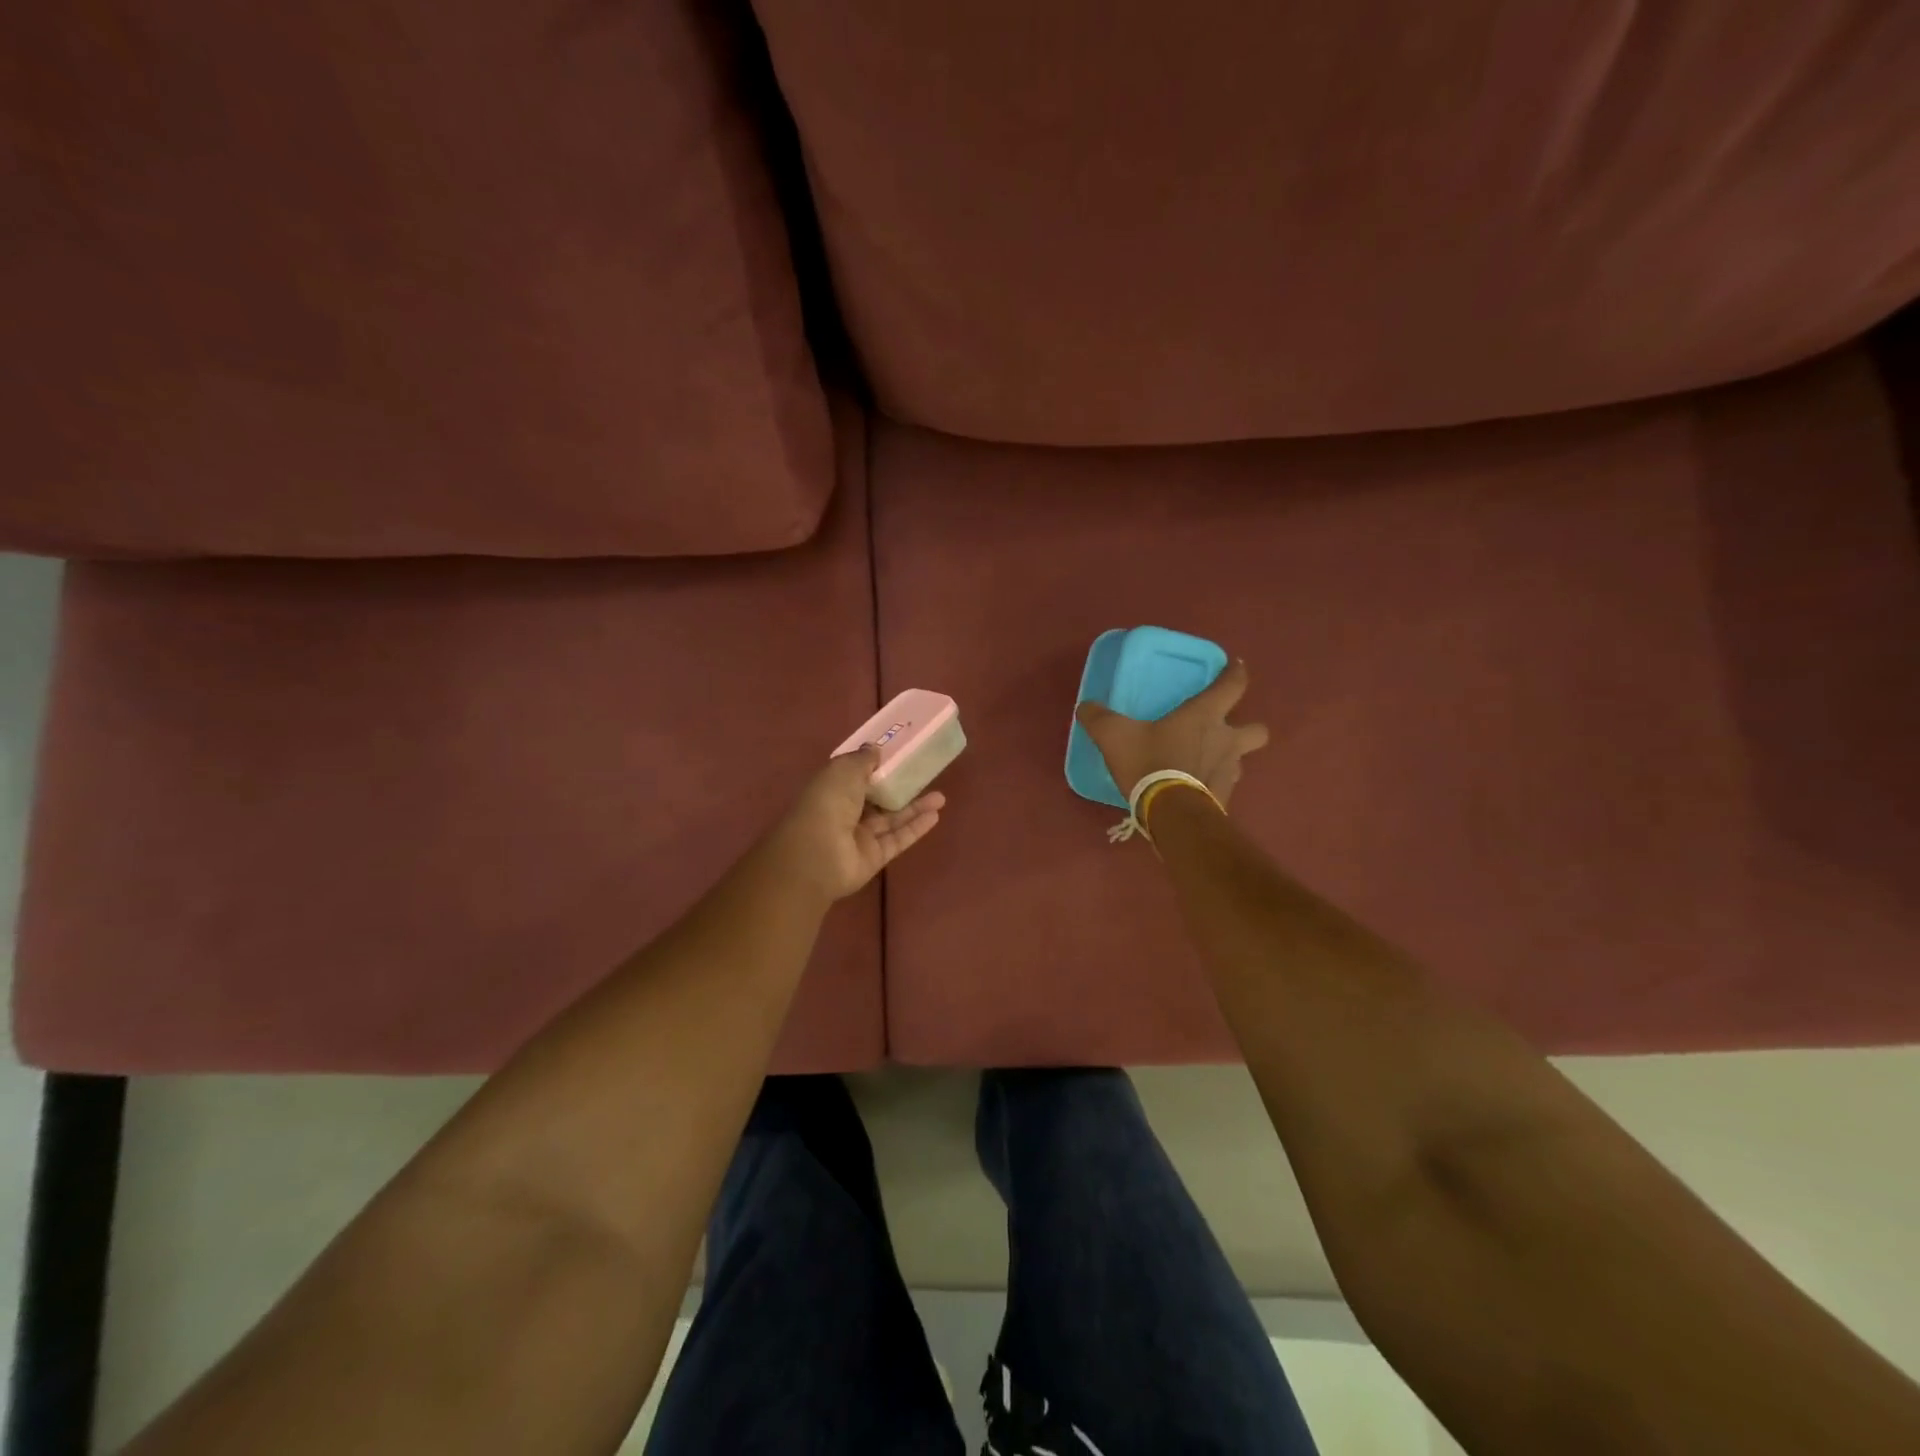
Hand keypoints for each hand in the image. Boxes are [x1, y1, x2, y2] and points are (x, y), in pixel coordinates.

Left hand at [766, 747, 944, 902]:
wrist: (818, 855)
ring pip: (891, 819)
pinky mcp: (875, 856)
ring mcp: (860, 836)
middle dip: (900, 787)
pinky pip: (898, 839)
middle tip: (925, 777)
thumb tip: (875, 748)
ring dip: (915, 807)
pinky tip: (935, 815)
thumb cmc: (828, 803)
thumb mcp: (844, 770)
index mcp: (833, 788)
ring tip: (941, 797)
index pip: (856, 775)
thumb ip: (863, 759)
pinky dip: (916, 828)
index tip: (899, 755)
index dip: (876, 765)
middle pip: (877, 798)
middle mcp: (846, 812)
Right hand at [1075, 657, 1269, 804]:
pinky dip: (1213, 785)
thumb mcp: (1114, 736)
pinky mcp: (1224, 799)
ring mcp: (1229, 772)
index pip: (1233, 685)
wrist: (1171, 814)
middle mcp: (1226, 741)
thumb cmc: (1150, 763)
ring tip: (1205, 763)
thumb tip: (1085, 706)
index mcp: (1205, 716)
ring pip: (1242, 760)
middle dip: (1249, 728)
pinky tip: (1194, 789)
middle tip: (1227, 730)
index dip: (1236, 673)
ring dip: (1229, 758)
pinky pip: (1224, 786)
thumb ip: (1099, 718)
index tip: (1236, 666)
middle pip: (1257, 730)